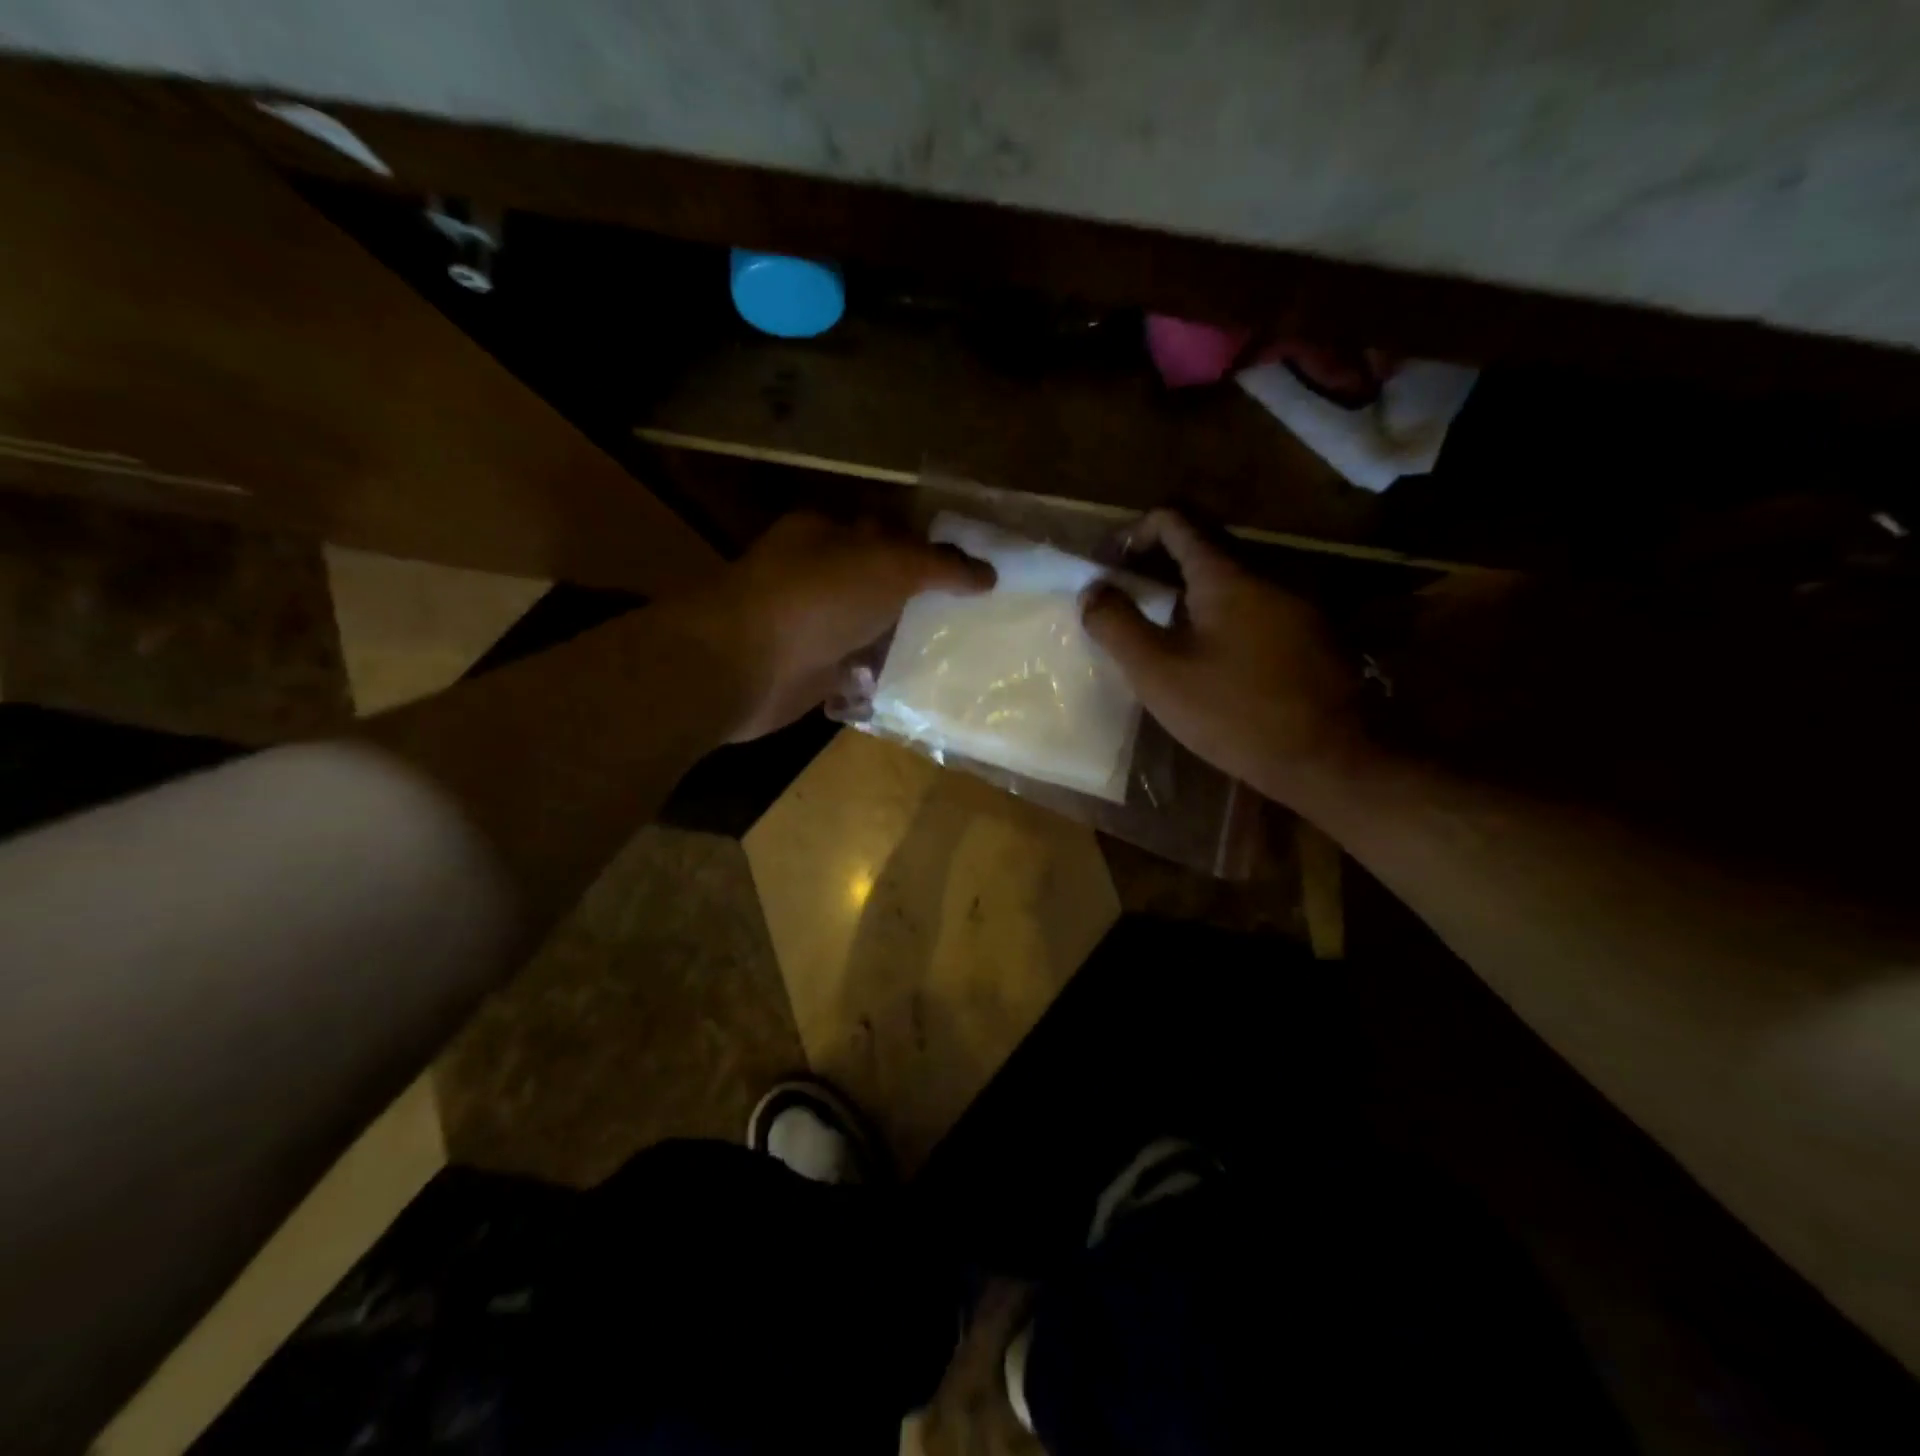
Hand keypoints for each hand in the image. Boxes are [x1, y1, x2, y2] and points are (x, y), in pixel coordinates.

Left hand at [684, 512, 994, 740]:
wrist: (743, 665)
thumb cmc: (816, 598)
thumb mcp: (889, 565)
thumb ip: (940, 566)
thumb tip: (988, 574)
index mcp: (828, 534)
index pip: (890, 532)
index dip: (932, 550)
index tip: (975, 574)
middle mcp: (818, 575)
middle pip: (882, 583)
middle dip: (923, 599)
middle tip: (977, 617)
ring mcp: (812, 625)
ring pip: (871, 627)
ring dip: (905, 639)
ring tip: (960, 653)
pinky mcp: (811, 670)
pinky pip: (858, 669)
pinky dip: (883, 676)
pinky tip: (921, 686)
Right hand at [1081, 510, 1368, 806]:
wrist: (1329, 761)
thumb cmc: (1234, 713)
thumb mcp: (1159, 673)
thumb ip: (1117, 625)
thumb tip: (1092, 590)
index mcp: (1226, 575)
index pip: (1175, 520)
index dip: (1133, 534)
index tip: (1108, 569)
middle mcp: (1265, 576)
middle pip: (1201, 549)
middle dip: (1154, 567)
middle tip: (1123, 603)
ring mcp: (1294, 606)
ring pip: (1227, 583)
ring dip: (1184, 596)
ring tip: (1156, 635)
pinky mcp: (1308, 638)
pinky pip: (1250, 610)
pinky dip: (1215, 618)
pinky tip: (1204, 661)